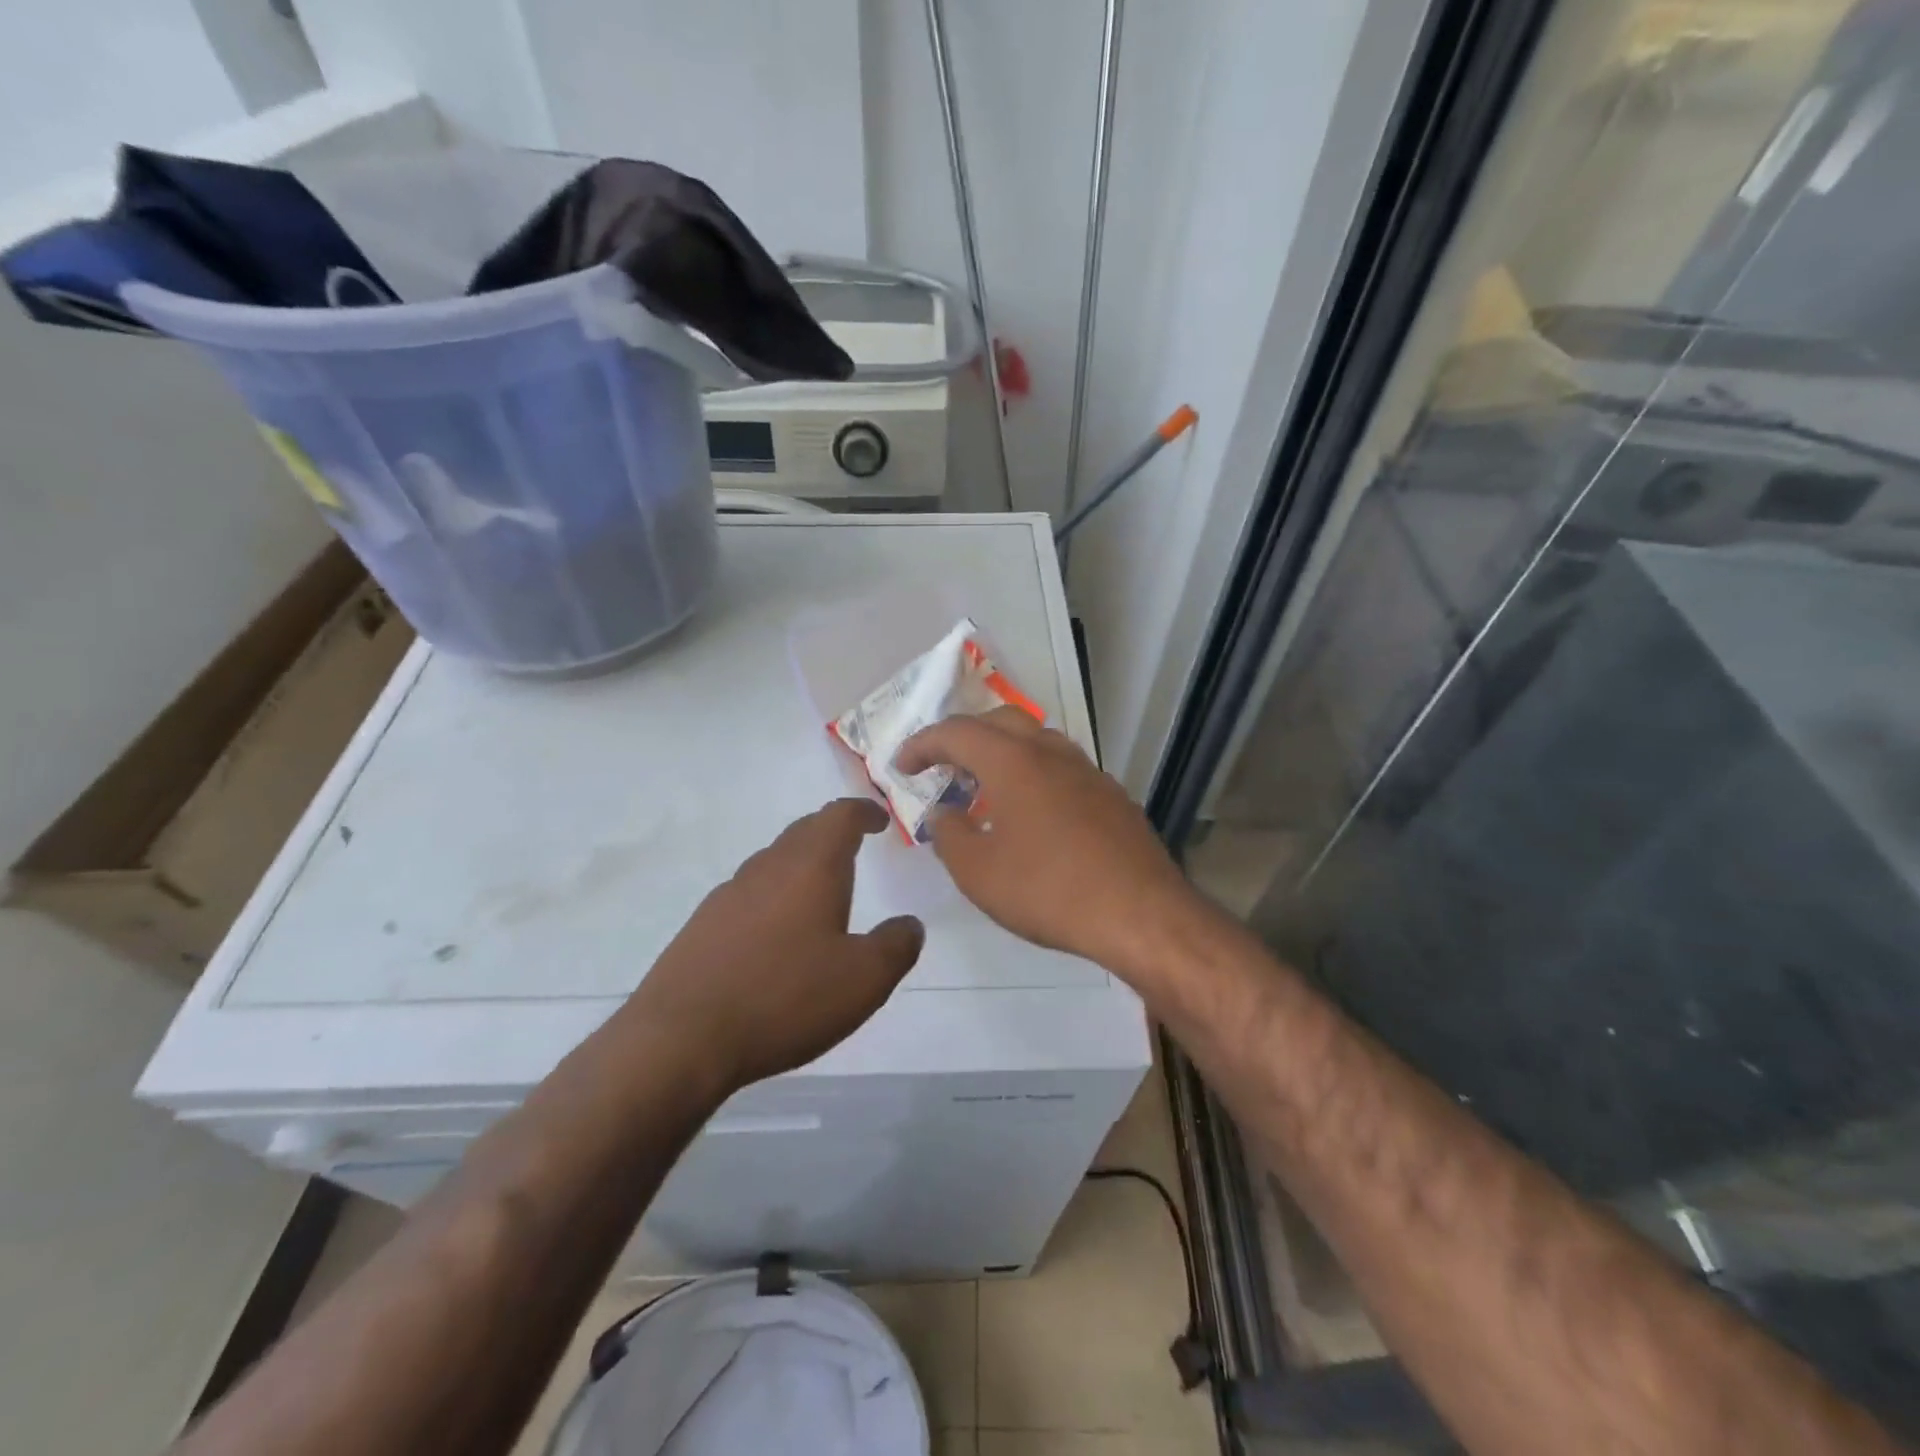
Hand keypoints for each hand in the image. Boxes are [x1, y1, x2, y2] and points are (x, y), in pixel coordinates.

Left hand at [631, 798, 923, 1091]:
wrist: (681, 1038)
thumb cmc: (784, 998)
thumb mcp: (864, 980)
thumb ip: (896, 945)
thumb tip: (909, 924)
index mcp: (811, 867)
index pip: (839, 816)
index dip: (863, 812)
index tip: (879, 821)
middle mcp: (767, 868)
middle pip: (804, 831)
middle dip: (832, 833)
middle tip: (854, 848)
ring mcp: (728, 894)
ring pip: (773, 862)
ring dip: (801, 865)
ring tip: (820, 893)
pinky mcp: (702, 925)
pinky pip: (749, 894)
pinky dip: (773, 897)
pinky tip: (776, 936)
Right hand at [895, 707, 1196, 974]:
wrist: (1140, 913)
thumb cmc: (1048, 890)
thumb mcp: (978, 871)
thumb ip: (949, 835)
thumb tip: (943, 814)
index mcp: (1013, 761)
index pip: (956, 733)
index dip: (922, 745)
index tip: (901, 766)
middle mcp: (1051, 752)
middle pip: (999, 722)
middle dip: (963, 737)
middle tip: (942, 767)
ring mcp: (1087, 771)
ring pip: (1035, 741)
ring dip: (1001, 753)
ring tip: (984, 788)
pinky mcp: (1111, 795)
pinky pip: (1061, 767)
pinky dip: (1033, 774)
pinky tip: (1031, 813)